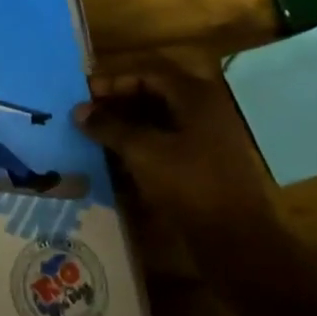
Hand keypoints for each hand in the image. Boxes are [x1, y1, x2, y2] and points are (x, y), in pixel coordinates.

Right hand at [74, 61, 273, 227]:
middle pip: (156, 94)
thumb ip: (109, 126)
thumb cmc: (189, 185)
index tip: (85, 94)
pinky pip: (170, 144)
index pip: (148, 73)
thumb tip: (79, 111)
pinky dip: (144, 146)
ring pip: (162, 120)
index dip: (114, 82)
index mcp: (196, 96)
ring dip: (130, 125)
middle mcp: (206, 110)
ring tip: (98, 136)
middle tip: (89, 114)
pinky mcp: (208, 165)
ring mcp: (210, 139)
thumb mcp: (142, 151)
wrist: (237, 242)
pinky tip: (120, 160)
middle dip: (120, 103)